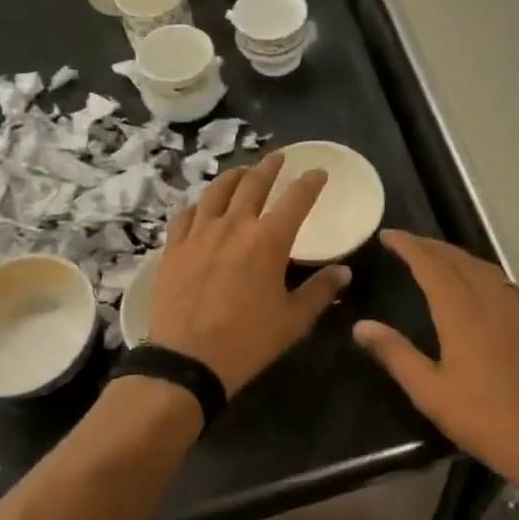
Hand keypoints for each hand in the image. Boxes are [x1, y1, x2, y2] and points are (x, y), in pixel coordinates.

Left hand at [151, 152, 351, 396]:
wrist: (186, 361)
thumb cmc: (247, 341)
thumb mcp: (294, 320)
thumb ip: (321, 291)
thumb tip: (344, 271)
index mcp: (268, 240)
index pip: (296, 199)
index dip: (310, 182)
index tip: (318, 172)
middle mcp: (234, 225)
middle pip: (254, 183)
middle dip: (269, 167)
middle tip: (278, 158)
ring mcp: (200, 233)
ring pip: (217, 191)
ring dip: (234, 177)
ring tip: (242, 172)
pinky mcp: (174, 247)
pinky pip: (187, 214)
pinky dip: (200, 204)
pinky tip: (202, 207)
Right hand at [354, 231, 518, 502]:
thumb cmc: (486, 420)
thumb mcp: (430, 393)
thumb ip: (395, 354)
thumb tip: (361, 326)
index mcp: (461, 311)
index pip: (429, 264)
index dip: (407, 245)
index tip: (387, 235)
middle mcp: (491, 298)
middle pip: (456, 258)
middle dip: (429, 246)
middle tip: (406, 243)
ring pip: (483, 267)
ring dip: (457, 256)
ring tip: (438, 258)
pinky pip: (507, 284)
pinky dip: (486, 274)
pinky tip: (485, 287)